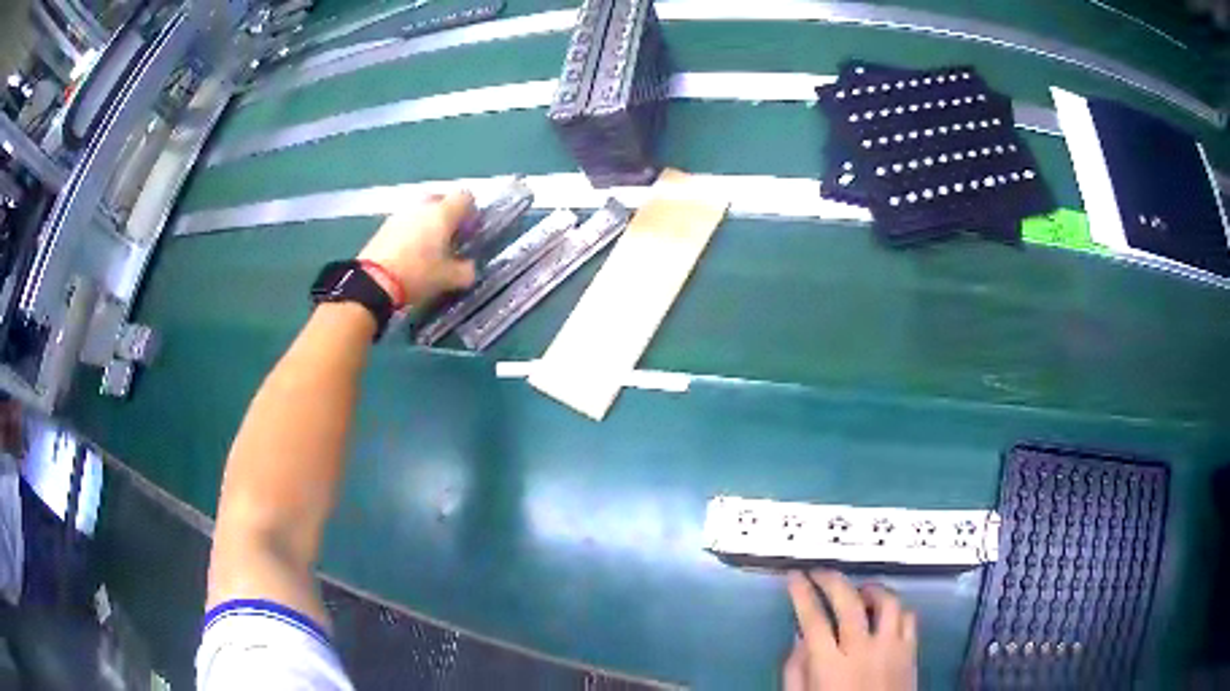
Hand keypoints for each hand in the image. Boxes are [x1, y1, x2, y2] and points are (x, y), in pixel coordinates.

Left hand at [358, 191, 477, 306]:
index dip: (471, 211)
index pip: (465, 196)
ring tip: (428, 248)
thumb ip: (466, 271)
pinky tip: (410, 253)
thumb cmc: (417, 273)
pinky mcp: (385, 225)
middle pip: (441, 199)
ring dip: (427, 223)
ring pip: (421, 210)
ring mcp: (401, 213)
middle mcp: (422, 206)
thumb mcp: (449, 279)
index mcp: (442, 213)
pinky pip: (406, 221)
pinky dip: (411, 231)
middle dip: (447, 215)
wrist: (373, 281)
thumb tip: (469, 268)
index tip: (469, 230)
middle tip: (449, 238)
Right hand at [784, 570, 916, 690]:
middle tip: (821, 572)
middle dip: (832, 580)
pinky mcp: (911, 652)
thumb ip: (796, 671)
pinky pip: (909, 617)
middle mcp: (862, 650)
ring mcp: (891, 648)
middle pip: (849, 602)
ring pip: (886, 602)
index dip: (802, 593)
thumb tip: (799, 638)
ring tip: (859, 590)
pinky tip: (885, 612)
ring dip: (870, 590)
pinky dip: (896, 608)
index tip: (795, 576)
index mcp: (829, 664)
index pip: (812, 618)